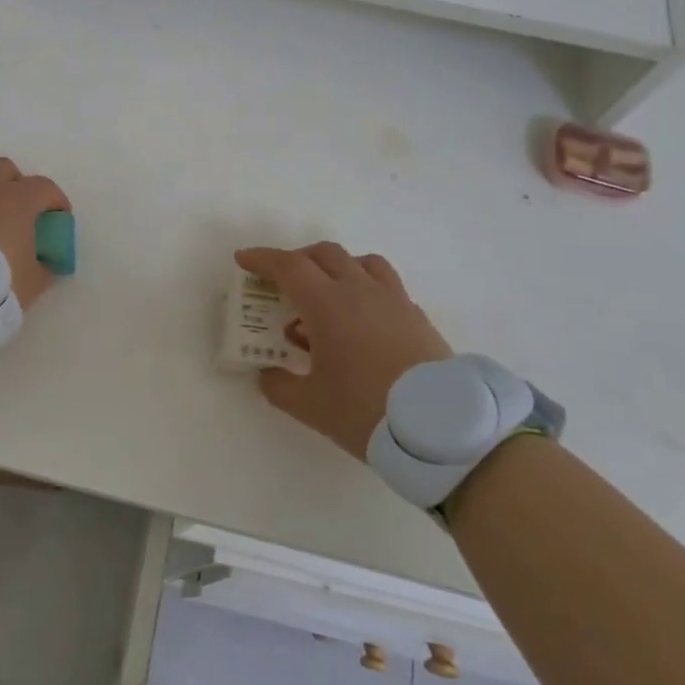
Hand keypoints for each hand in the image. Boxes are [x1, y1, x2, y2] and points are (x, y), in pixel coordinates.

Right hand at [234, 243, 452, 458]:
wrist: (442, 430)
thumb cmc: (366, 412)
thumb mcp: (310, 406)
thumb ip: (279, 386)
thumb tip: (267, 374)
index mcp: (328, 305)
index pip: (289, 266)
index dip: (263, 259)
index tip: (243, 259)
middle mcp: (361, 291)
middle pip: (325, 254)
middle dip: (297, 259)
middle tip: (282, 282)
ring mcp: (394, 300)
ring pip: (362, 262)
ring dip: (337, 268)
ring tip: (326, 295)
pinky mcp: (417, 317)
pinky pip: (387, 286)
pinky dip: (366, 290)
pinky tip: (363, 321)